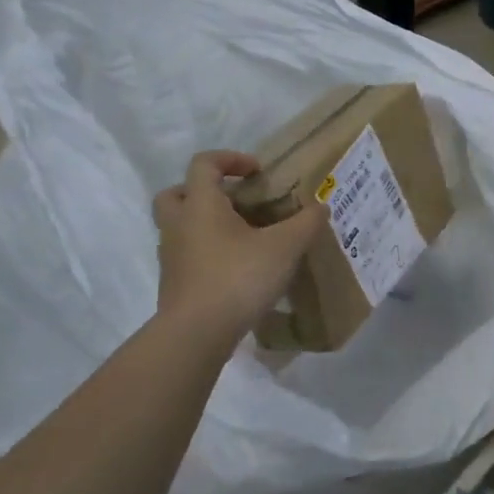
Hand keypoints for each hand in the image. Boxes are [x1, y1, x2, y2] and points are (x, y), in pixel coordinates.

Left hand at [152, 151, 328, 337]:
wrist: (197, 334)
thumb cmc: (238, 277)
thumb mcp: (285, 247)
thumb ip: (306, 223)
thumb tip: (321, 207)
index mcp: (201, 205)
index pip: (204, 163)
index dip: (230, 159)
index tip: (257, 172)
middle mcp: (179, 225)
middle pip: (176, 193)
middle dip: (203, 190)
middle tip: (235, 201)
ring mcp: (172, 256)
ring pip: (180, 226)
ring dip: (205, 224)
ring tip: (243, 237)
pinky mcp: (175, 283)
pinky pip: (187, 255)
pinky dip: (207, 253)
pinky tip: (237, 268)